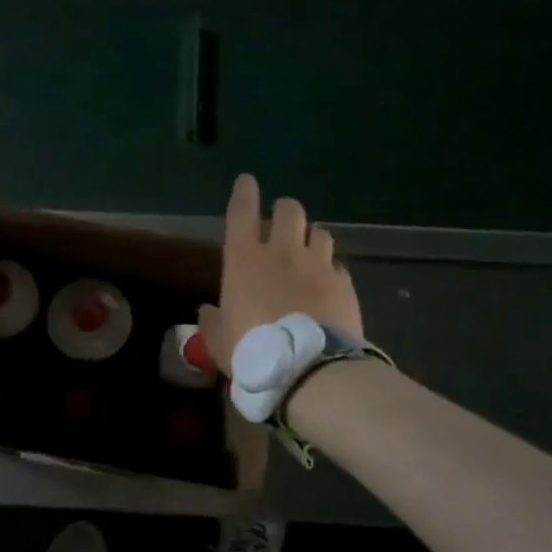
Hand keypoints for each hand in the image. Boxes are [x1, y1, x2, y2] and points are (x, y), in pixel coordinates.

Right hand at [197, 174, 361, 371]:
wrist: (309, 370)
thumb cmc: (253, 351)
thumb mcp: (219, 341)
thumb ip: (212, 321)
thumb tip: (207, 311)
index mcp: (244, 259)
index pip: (242, 211)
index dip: (244, 192)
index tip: (247, 181)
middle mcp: (282, 252)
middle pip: (289, 210)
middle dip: (284, 211)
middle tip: (281, 224)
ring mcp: (317, 265)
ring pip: (319, 232)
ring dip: (311, 237)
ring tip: (308, 251)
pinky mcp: (344, 283)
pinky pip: (337, 264)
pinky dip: (330, 268)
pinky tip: (327, 282)